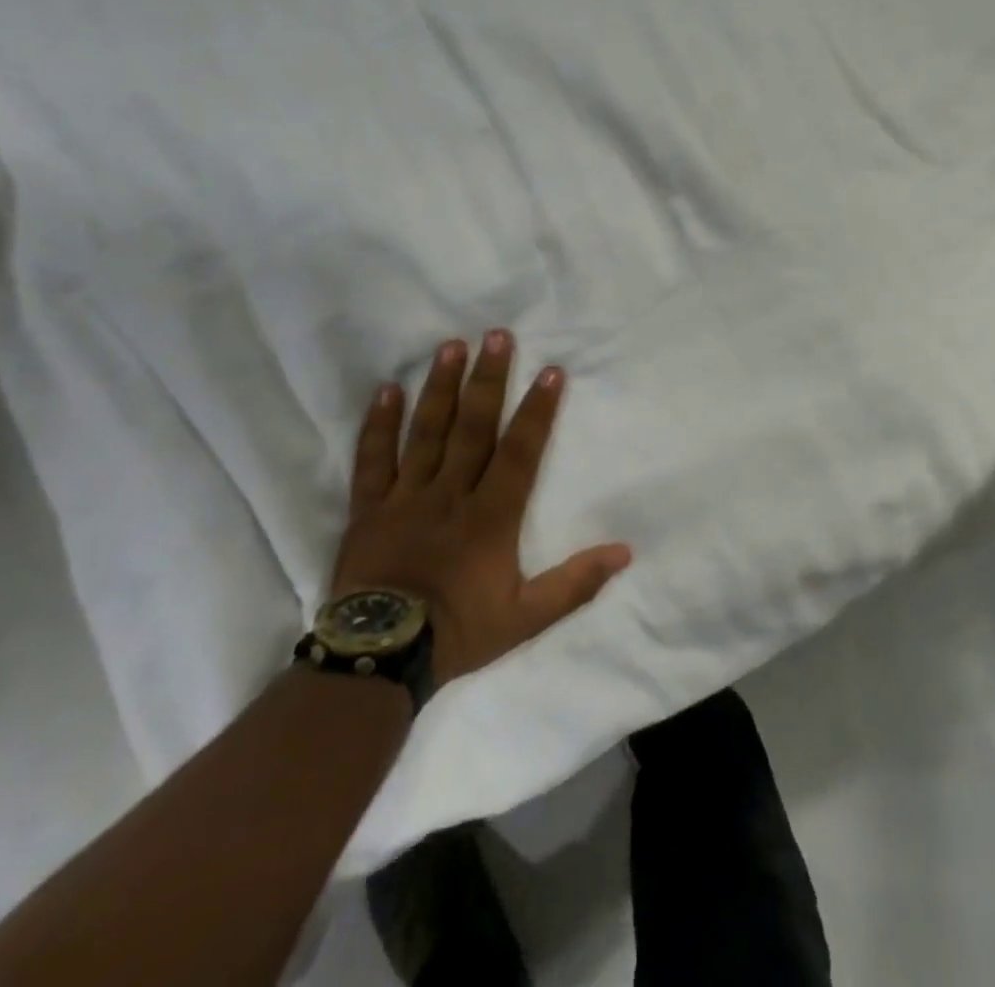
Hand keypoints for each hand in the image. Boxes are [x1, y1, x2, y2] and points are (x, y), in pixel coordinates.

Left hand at [332, 332, 632, 684]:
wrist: (378, 659)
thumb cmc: (457, 632)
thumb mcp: (526, 617)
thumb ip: (575, 583)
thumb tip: (625, 552)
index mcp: (491, 516)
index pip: (520, 452)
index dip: (537, 411)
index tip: (551, 371)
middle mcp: (450, 494)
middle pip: (473, 428)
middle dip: (488, 380)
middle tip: (497, 335)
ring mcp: (406, 497)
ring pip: (426, 432)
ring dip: (440, 387)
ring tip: (451, 346)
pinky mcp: (369, 508)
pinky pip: (373, 459)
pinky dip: (379, 425)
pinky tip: (387, 390)